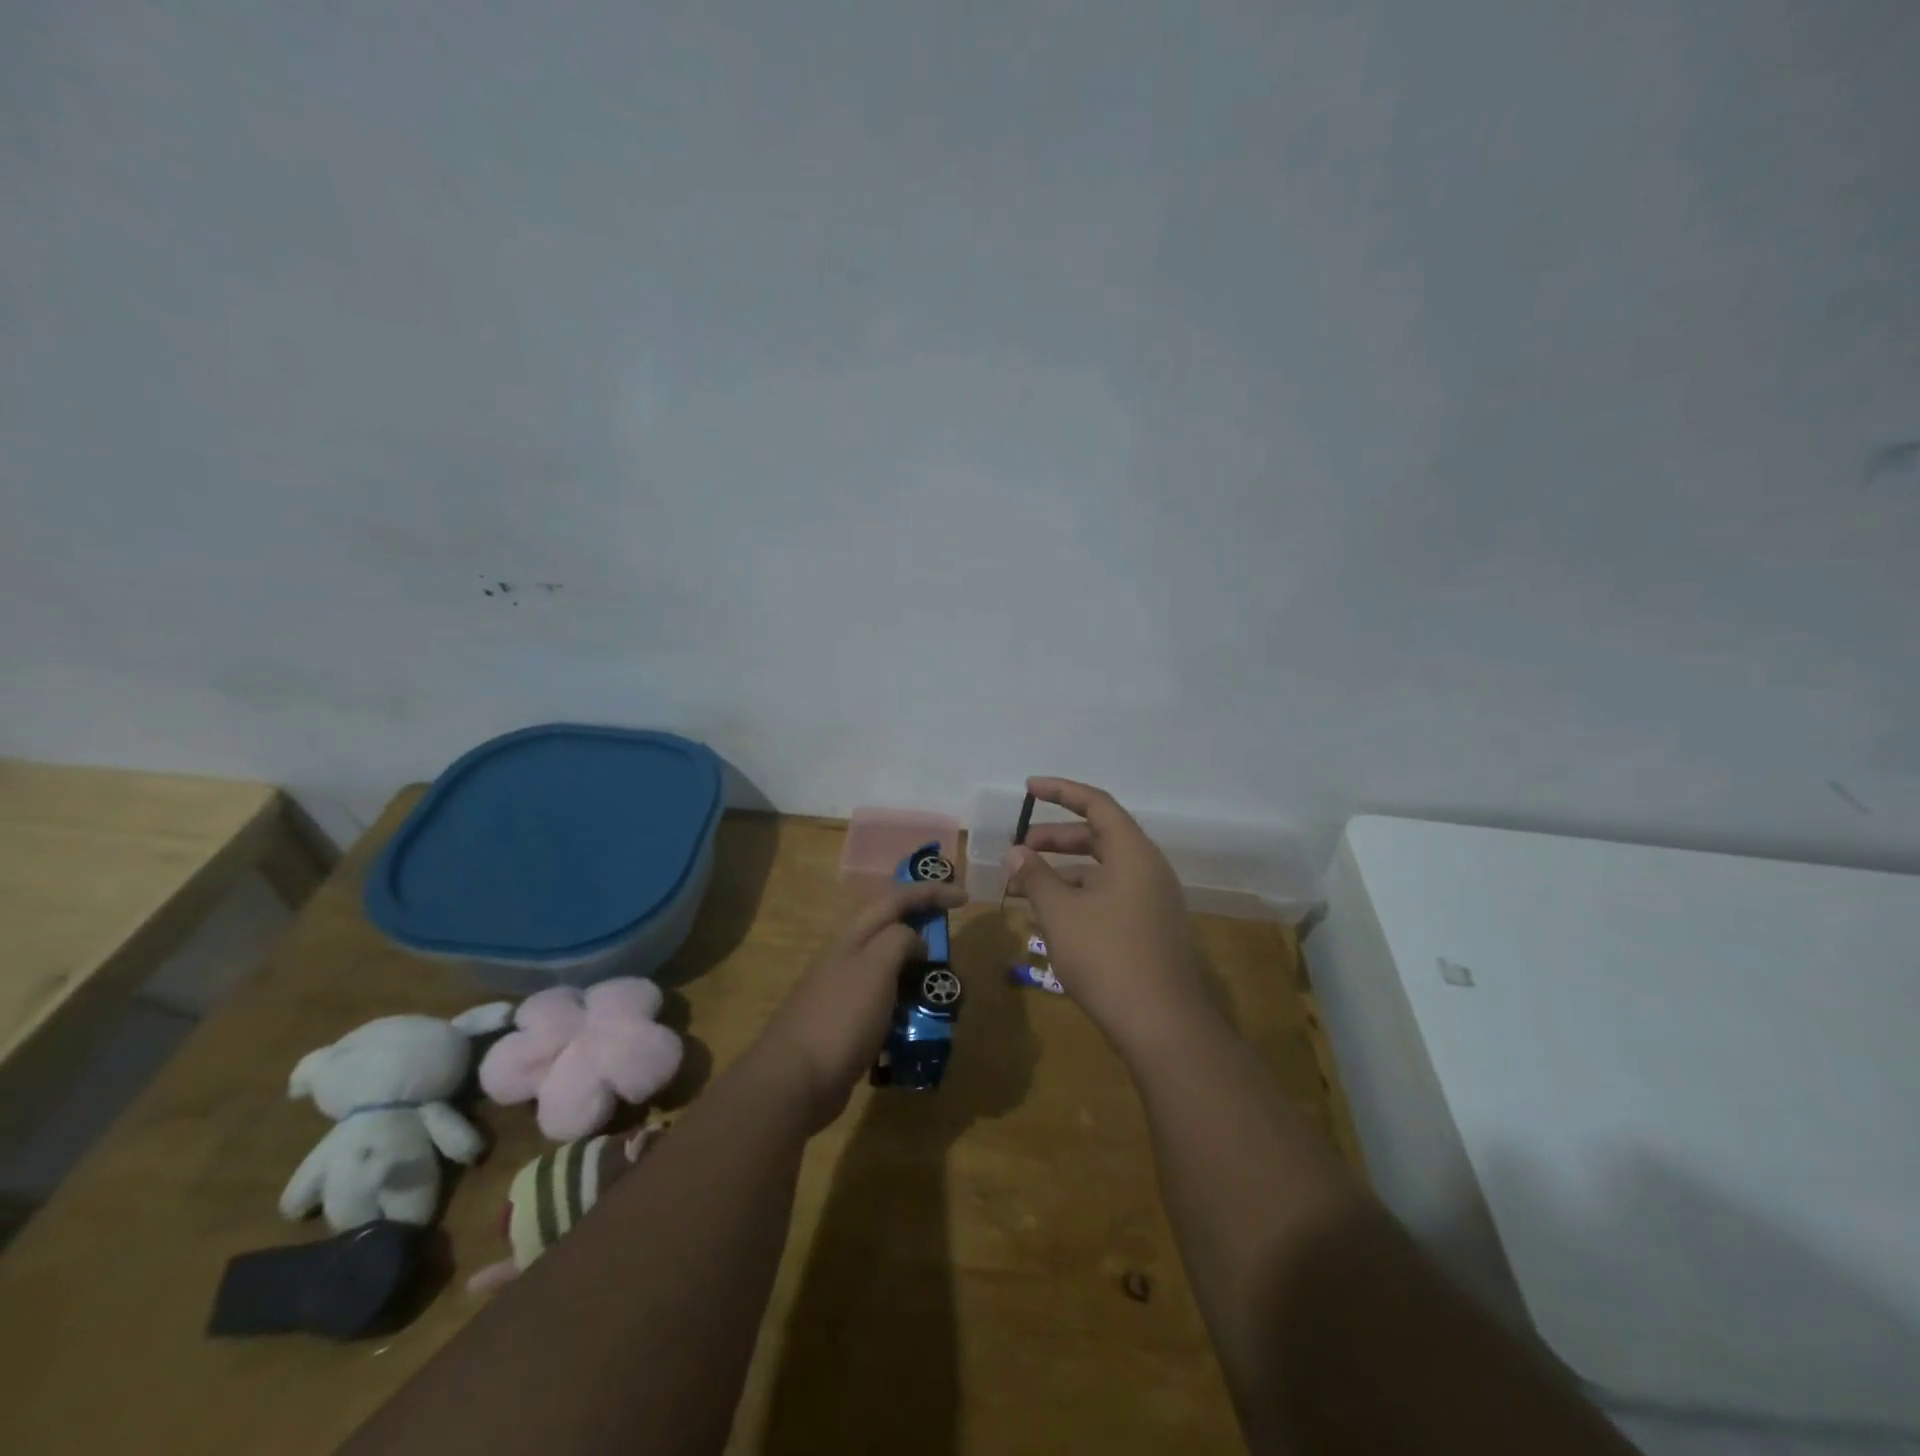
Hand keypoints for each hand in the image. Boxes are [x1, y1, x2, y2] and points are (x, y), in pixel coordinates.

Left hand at [757, 880, 965, 1127]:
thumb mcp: (876, 968)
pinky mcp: (848, 1024)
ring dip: (918, 972)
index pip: (896, 900)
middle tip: (952, 943)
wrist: (795, 1081)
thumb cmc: (840, 1017)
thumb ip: (899, 942)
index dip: (931, 893)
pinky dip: (907, 1006)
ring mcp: (845, 992)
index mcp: (853, 937)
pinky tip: (920, 1024)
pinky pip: (886, 1004)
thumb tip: (915, 941)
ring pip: (889, 969)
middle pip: (891, 930)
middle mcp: (847, 957)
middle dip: (924, 930)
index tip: (964, 899)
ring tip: (942, 989)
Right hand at [1005, 777, 1207, 1054]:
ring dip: (1063, 874)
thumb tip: (1016, 852)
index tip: (1028, 788)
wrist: (1162, 1025)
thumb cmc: (1107, 957)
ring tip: (1023, 890)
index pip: (1096, 804)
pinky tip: (1052, 918)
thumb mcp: (1060, 913)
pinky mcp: (1151, 929)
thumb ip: (1036, 876)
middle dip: (1055, 840)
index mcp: (1133, 853)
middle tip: (1018, 851)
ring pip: (1102, 871)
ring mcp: (1153, 901)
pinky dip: (1079, 897)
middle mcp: (1148, 869)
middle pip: (1098, 837)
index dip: (1060, 791)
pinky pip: (1111, 896)